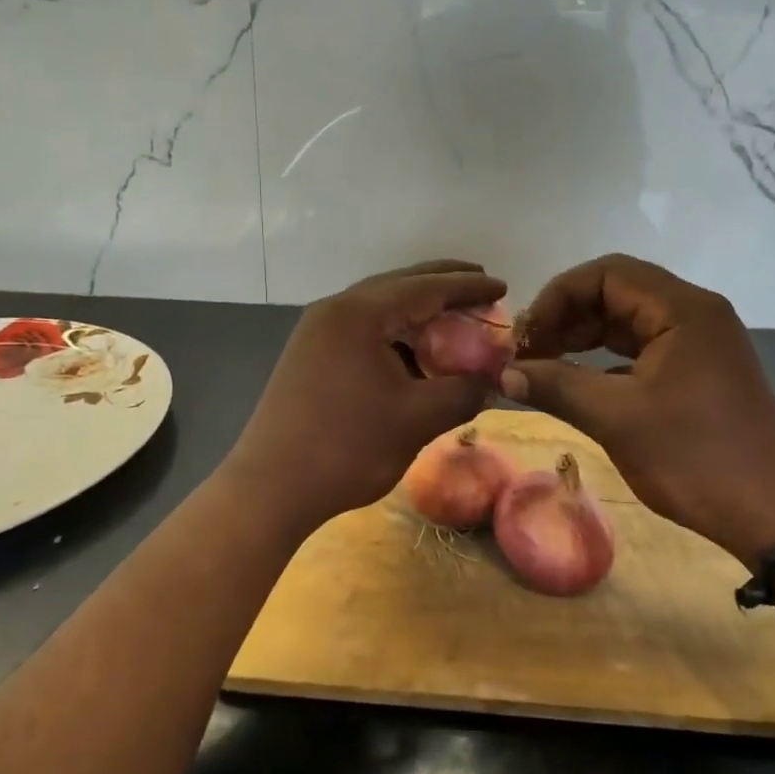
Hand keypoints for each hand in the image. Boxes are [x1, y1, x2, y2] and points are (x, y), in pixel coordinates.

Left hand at [224, 260, 507, 533]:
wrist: (271, 488)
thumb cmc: (347, 448)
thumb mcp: (417, 419)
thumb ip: (463, 392)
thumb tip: (494, 381)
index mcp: (360, 314)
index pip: (426, 287)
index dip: (468, 286)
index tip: (503, 285)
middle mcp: (335, 311)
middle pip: (399, 285)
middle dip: (442, 285)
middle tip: (481, 286)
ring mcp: (317, 332)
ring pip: (378, 308)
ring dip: (417, 310)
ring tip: (453, 318)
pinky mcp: (309, 355)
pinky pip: (362, 330)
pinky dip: (394, 333)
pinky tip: (413, 352)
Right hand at [501, 255, 774, 559]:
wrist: (774, 513)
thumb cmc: (694, 456)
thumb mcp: (617, 418)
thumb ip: (556, 386)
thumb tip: (503, 374)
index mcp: (682, 309)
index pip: (606, 274)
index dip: (557, 297)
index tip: (526, 337)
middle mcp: (695, 313)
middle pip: (617, 291)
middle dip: (567, 316)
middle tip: (529, 353)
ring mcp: (701, 343)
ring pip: (629, 321)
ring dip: (585, 337)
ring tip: (545, 366)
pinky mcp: (700, 371)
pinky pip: (644, 348)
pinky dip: (608, 359)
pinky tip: (580, 384)